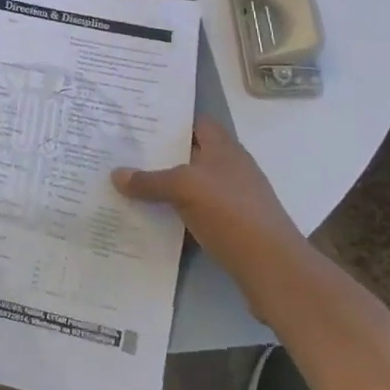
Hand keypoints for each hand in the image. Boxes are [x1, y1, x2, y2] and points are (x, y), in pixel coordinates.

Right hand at [111, 118, 308, 283]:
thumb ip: (149, 180)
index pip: (197, 122)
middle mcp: (231, 169)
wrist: (273, 269)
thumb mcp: (184, 189)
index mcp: (225, 149)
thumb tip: (116, 174)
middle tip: (125, 152)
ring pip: (192, 184)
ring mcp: (234, 199)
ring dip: (166, 185)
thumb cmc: (231, 213)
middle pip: (191, 154)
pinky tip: (153, 217)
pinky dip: (176, 212)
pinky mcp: (233, 227)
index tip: (140, 121)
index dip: (171, 119)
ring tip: (131, 183)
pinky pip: (196, 211)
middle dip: (161, 153)